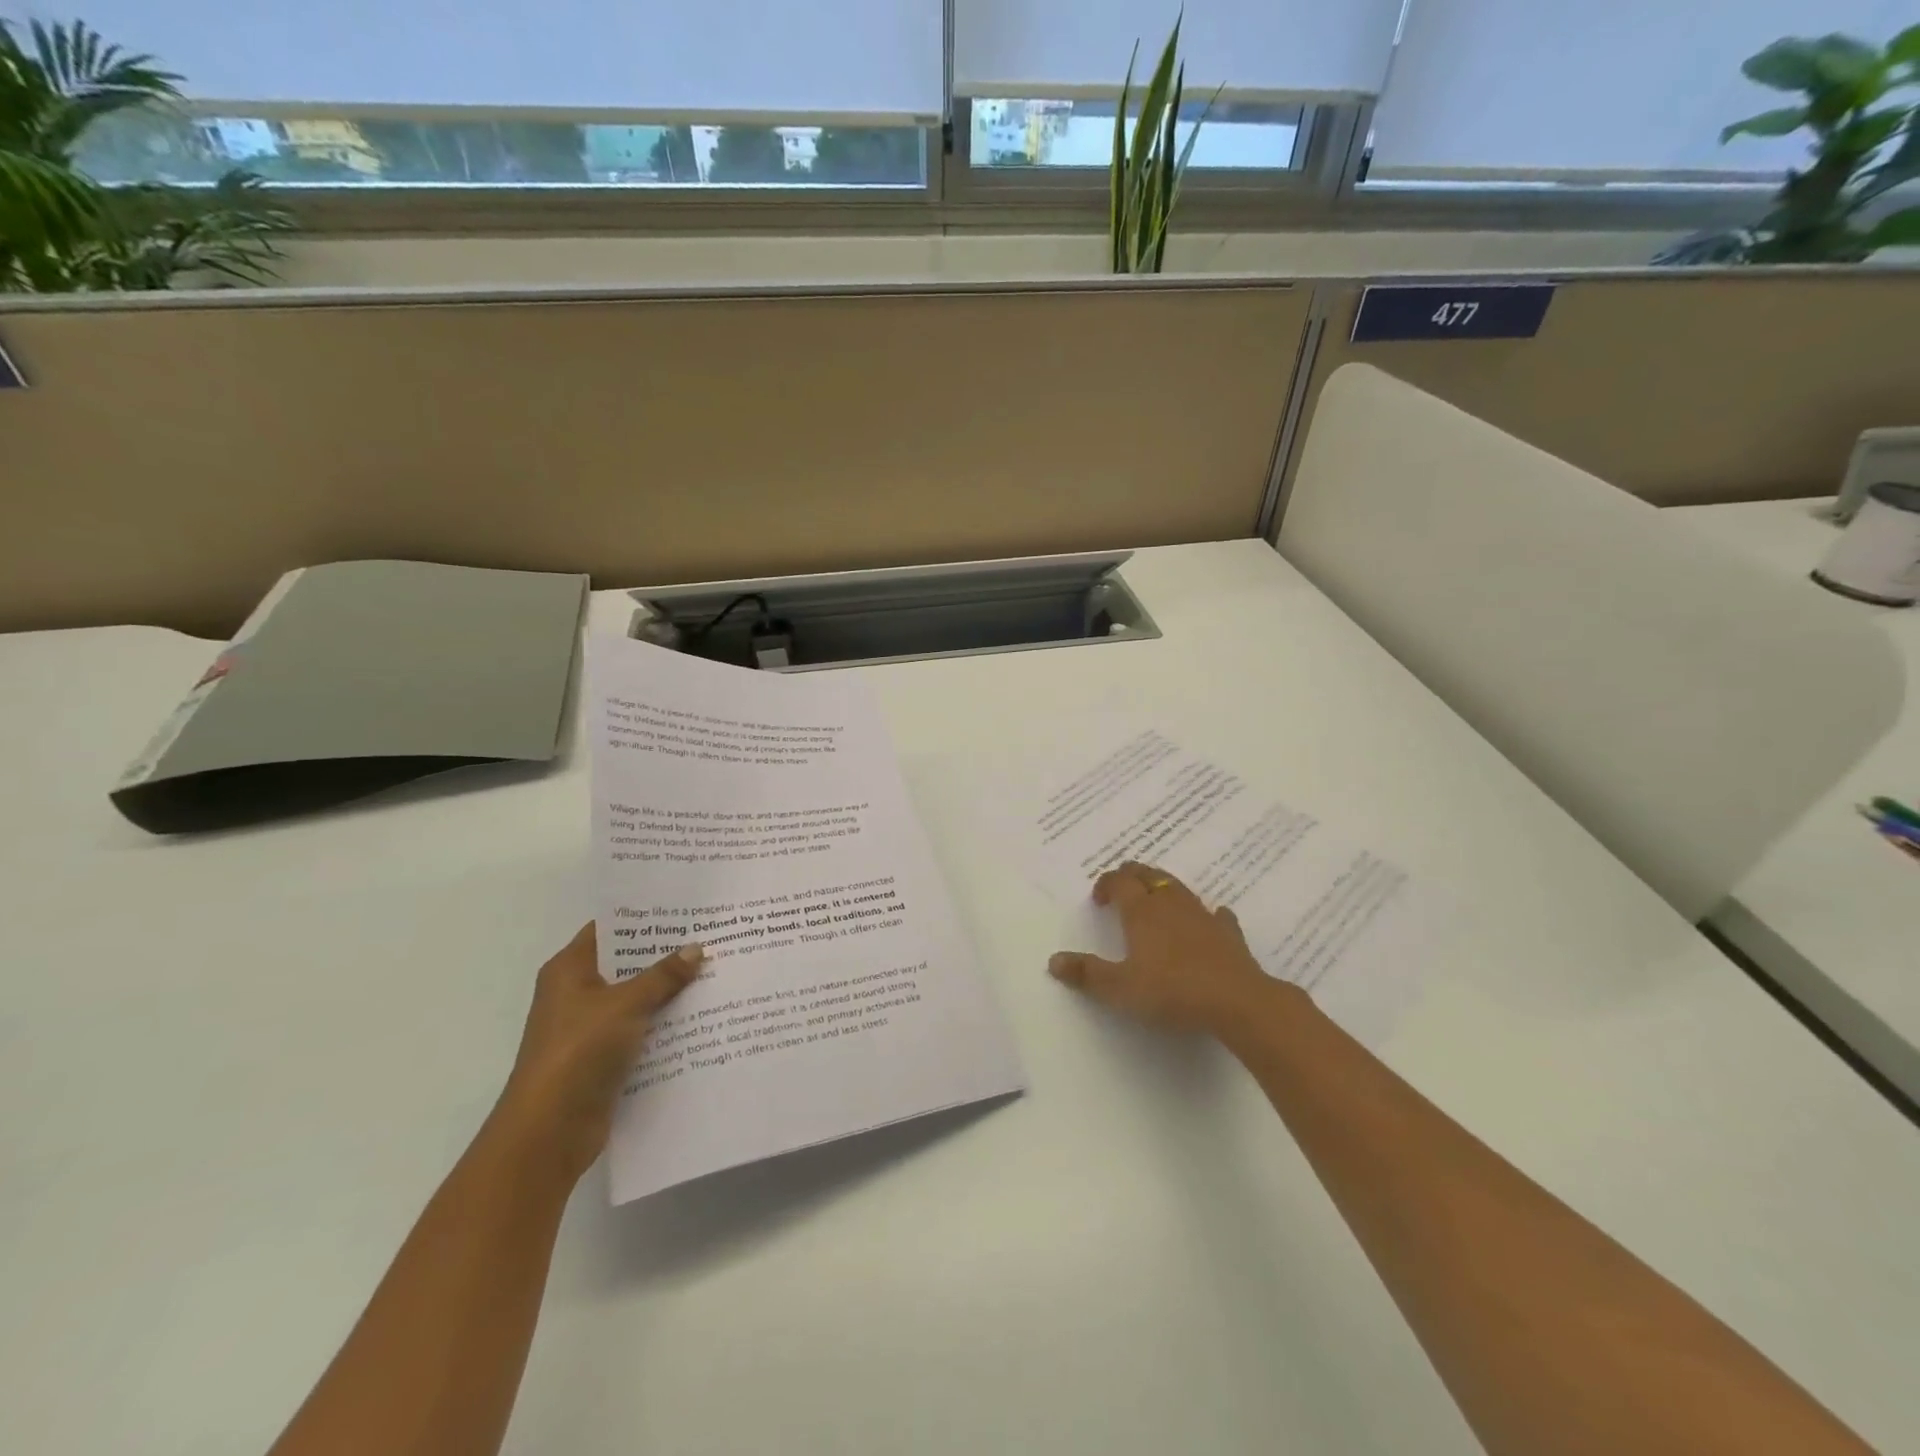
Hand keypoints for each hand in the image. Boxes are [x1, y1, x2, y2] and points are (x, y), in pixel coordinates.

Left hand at [493, 923, 703, 1183]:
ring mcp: (589, 1027)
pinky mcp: (603, 1057)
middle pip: (626, 964)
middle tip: (710, 937)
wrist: (549, 1131)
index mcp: (569, 970)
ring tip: (715, 971)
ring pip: (637, 998)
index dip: (644, 919)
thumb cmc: (579, 1051)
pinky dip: (665, 1023)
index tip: (684, 909)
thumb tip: (696, 948)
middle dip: (665, 954)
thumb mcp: (626, 1004)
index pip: (609, 929)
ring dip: (669, 990)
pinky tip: (701, 1015)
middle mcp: (576, 993)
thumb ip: (663, 975)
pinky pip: (640, 1029)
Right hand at [1049, 861, 1277, 1035]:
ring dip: (1163, 887)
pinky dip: (1206, 913)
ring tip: (1155, 899)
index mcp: (1141, 911)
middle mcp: (1170, 904)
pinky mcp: (1228, 932)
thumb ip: (1087, 973)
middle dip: (1132, 876)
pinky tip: (1210, 919)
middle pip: (1148, 875)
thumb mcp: (1119, 988)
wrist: (1237, 1001)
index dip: (1106, 884)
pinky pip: (1216, 914)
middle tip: (1121, 889)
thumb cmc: (1171, 991)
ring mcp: (1202, 915)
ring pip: (1178, 887)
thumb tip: (1053, 960)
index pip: (1119, 881)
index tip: (1099, 900)